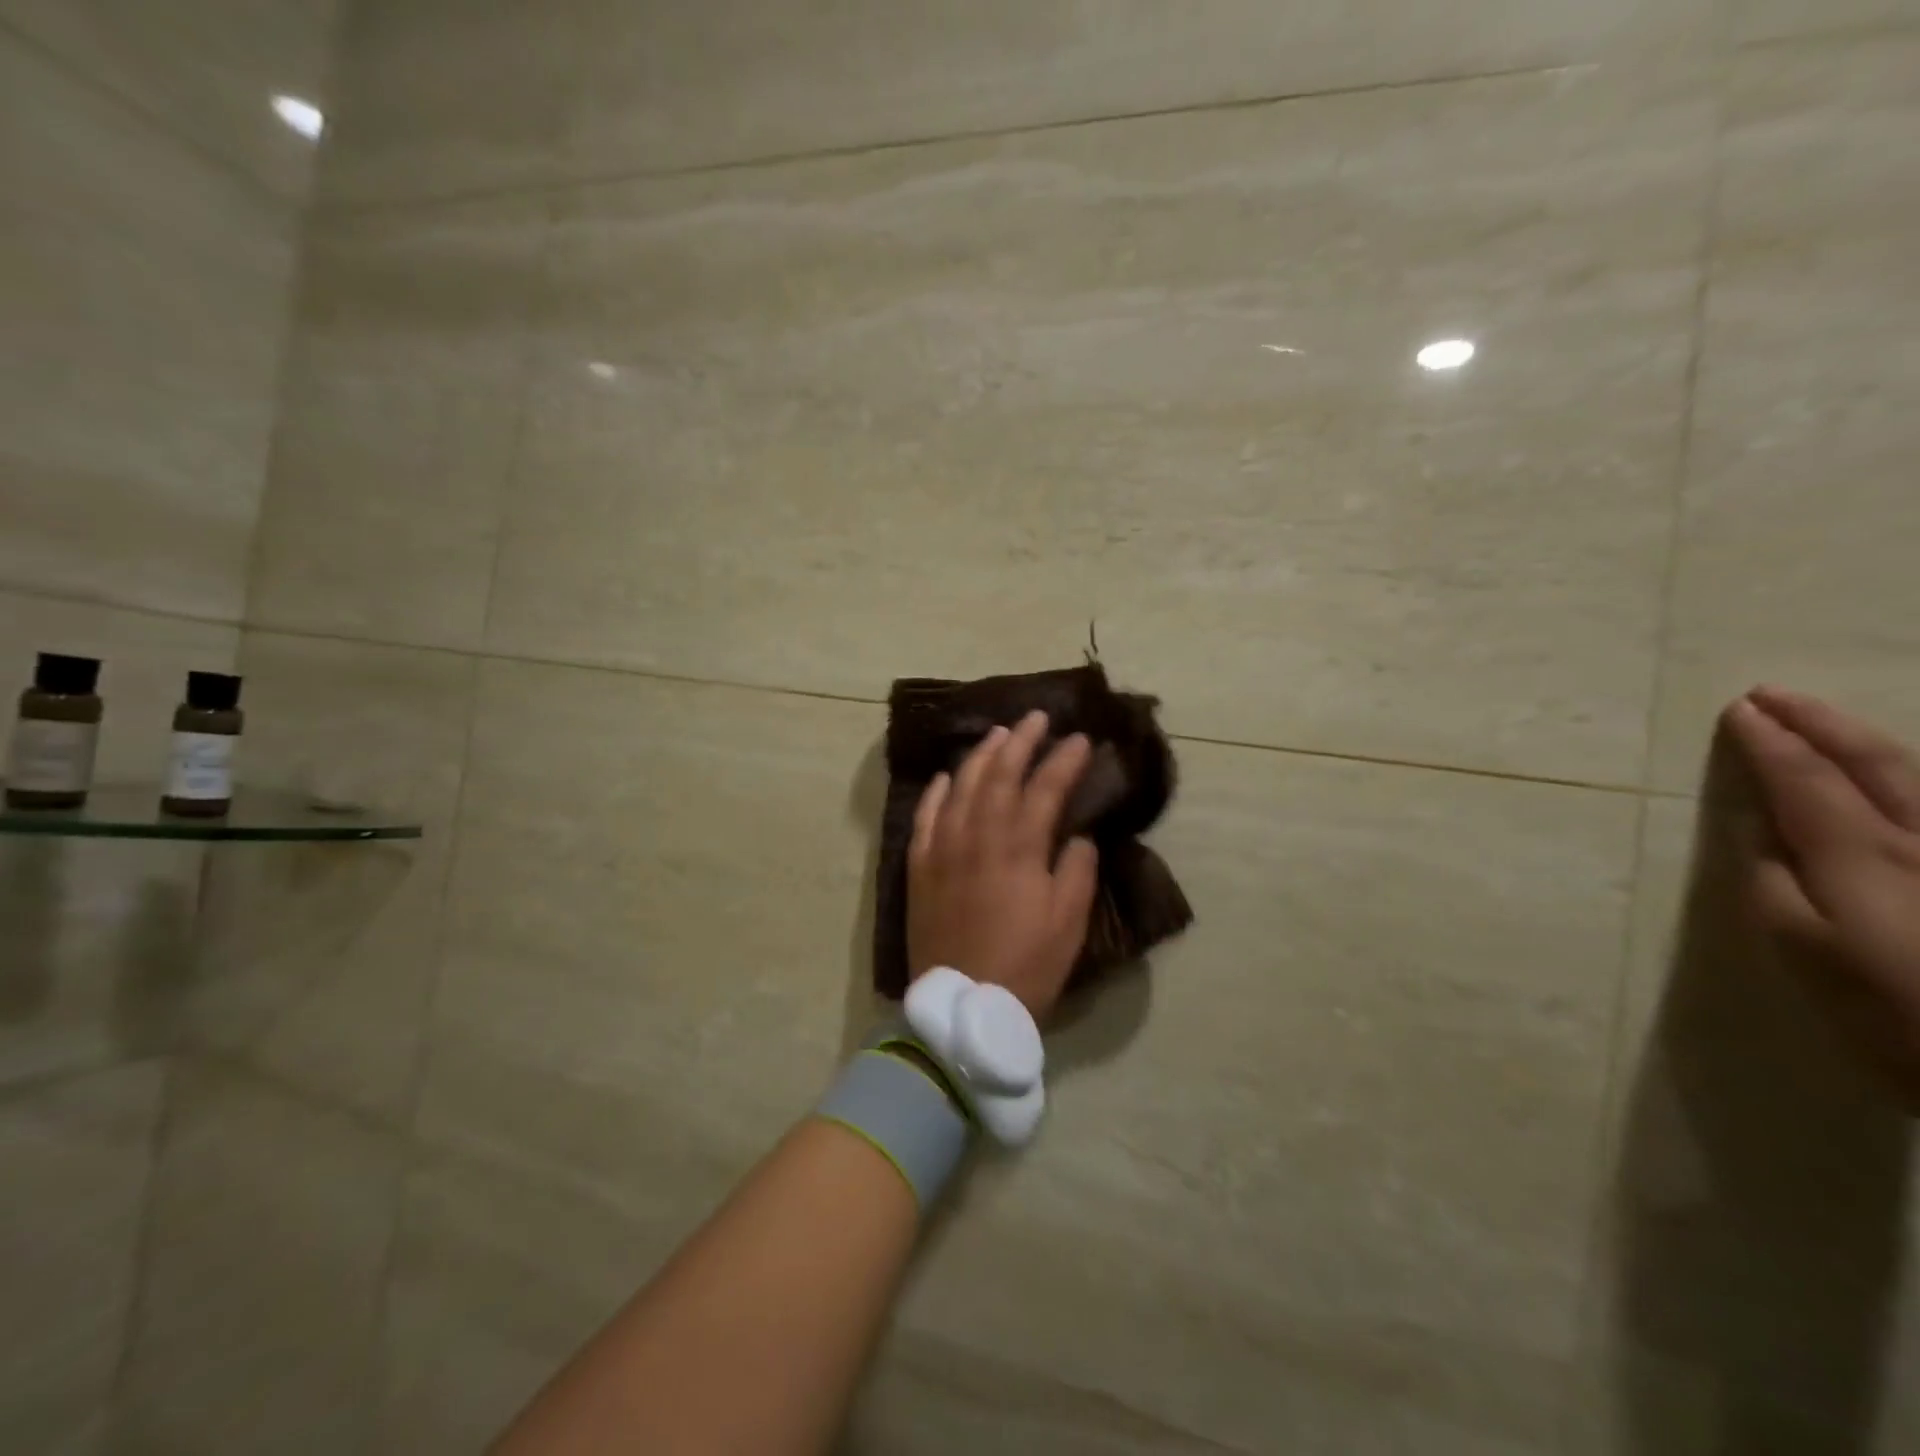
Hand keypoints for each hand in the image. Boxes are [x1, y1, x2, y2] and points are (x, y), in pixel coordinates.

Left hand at [907, 710, 1099, 1022]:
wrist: (963, 1006)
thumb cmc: (1026, 966)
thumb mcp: (1068, 923)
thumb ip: (1076, 871)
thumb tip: (1076, 836)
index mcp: (1018, 848)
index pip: (1045, 789)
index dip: (1064, 760)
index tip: (1081, 739)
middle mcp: (978, 836)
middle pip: (1000, 776)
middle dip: (1021, 742)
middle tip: (1037, 718)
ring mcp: (942, 848)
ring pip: (960, 787)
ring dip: (980, 756)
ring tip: (998, 734)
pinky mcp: (918, 867)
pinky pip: (924, 817)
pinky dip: (935, 792)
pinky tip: (945, 776)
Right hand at [1723, 685, 1919, 1106]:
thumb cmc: (1898, 1012)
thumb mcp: (1807, 952)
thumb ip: (1775, 882)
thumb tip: (1759, 831)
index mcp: (1860, 854)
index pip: (1802, 777)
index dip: (1767, 740)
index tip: (1736, 711)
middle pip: (1872, 760)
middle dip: (1817, 722)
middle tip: (1771, 694)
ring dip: (1864, 739)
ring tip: (1826, 722)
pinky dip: (1911, 776)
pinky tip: (1899, 773)